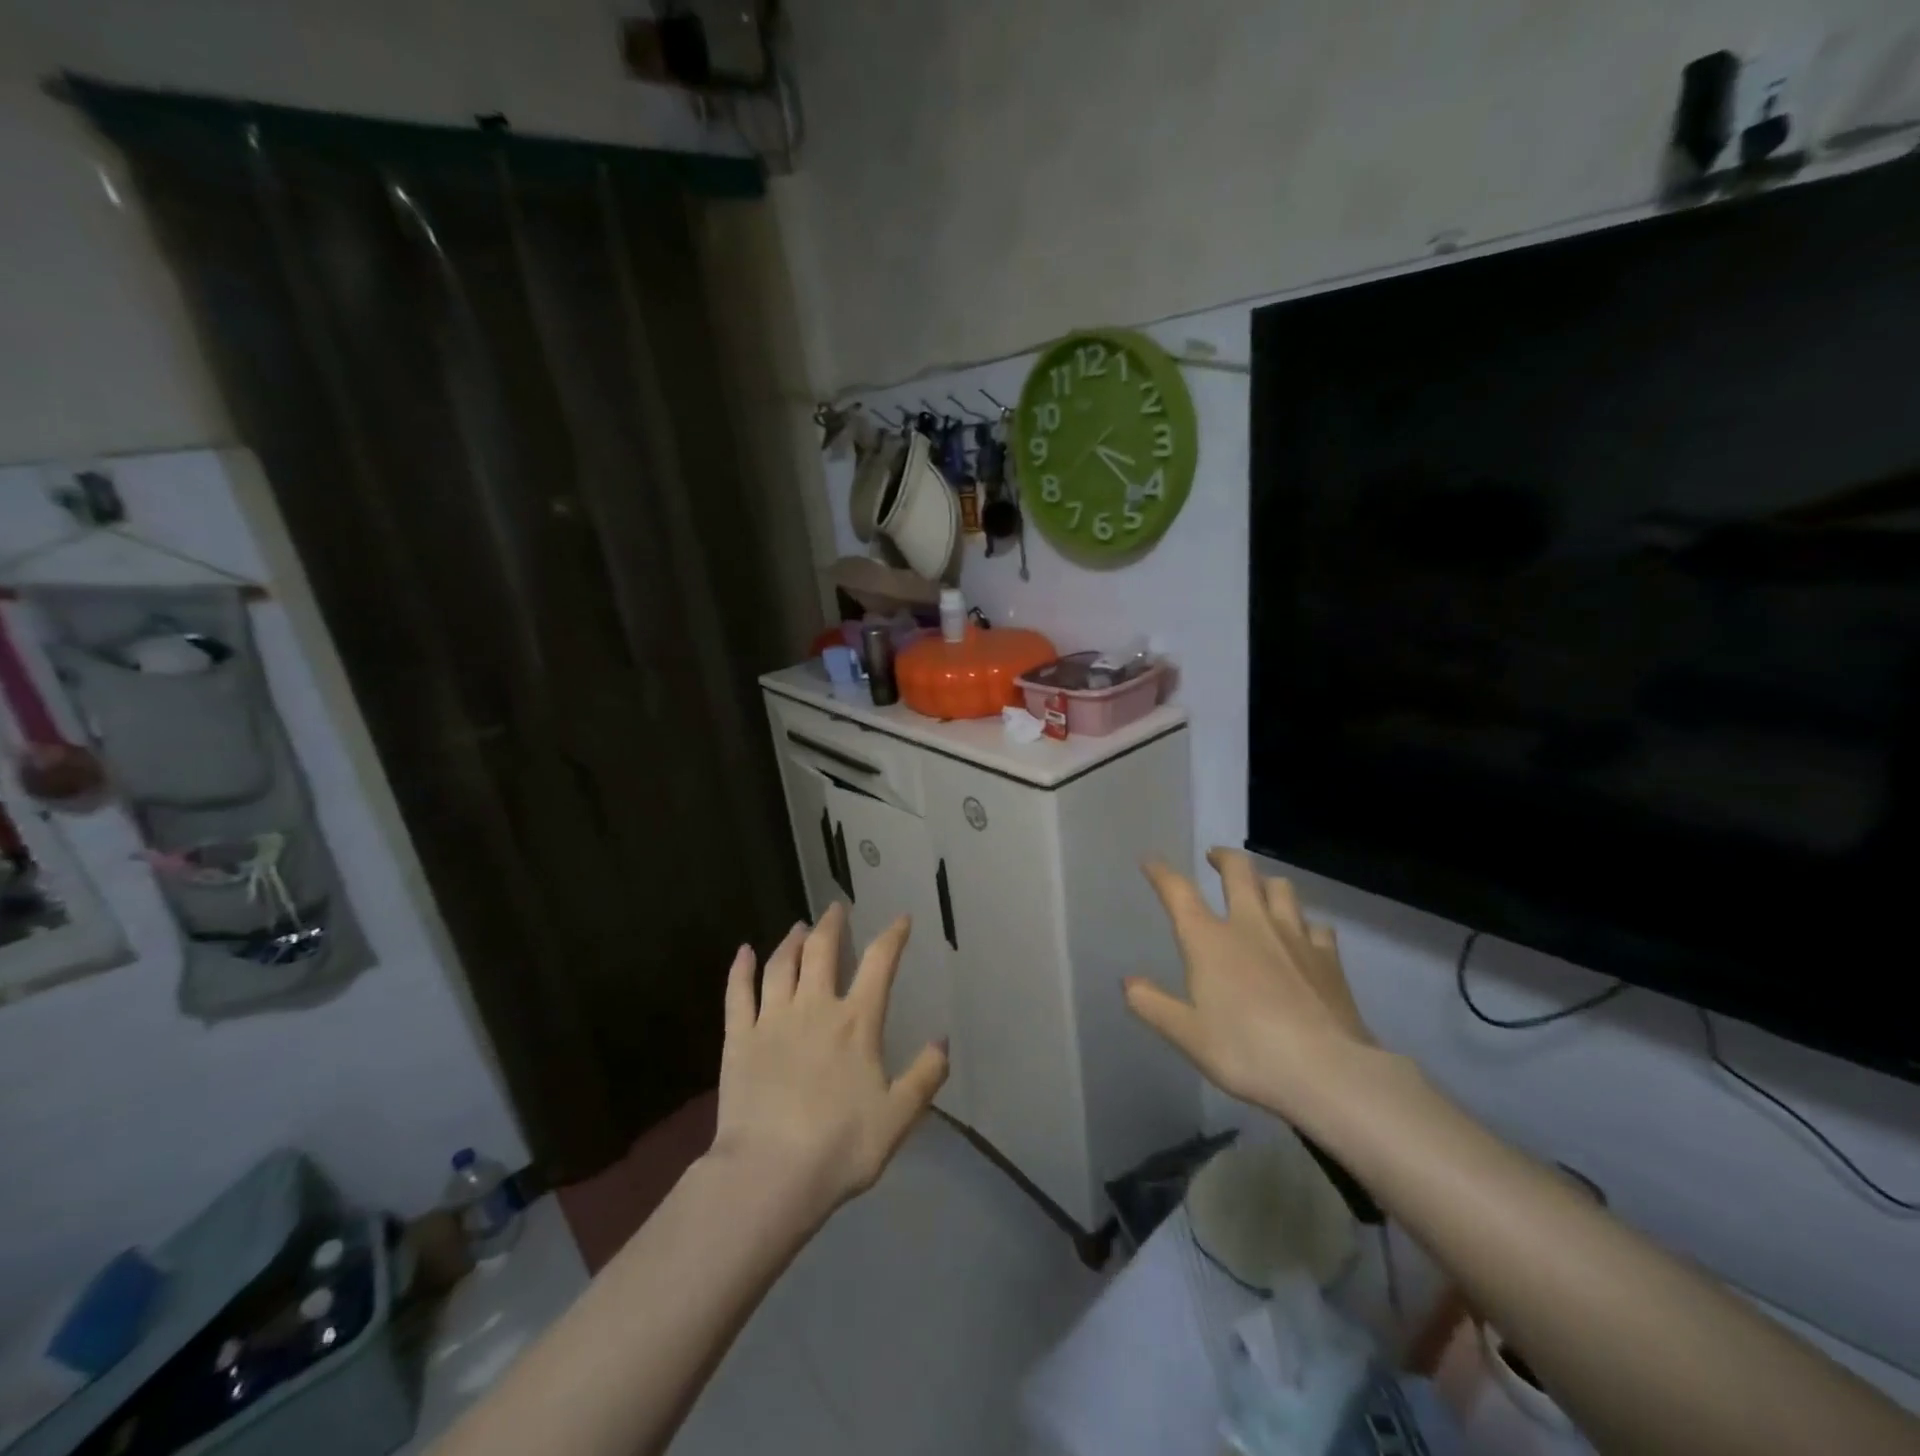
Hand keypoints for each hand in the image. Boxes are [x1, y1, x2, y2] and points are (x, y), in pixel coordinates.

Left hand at [711, 904, 948, 1222]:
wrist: (769, 1174)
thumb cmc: (840, 1146)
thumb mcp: (898, 1117)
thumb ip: (924, 1076)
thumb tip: (943, 1041)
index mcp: (856, 1022)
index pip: (880, 964)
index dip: (893, 936)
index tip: (901, 919)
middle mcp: (815, 1008)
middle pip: (823, 951)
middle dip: (832, 925)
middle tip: (836, 908)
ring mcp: (773, 1020)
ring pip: (782, 964)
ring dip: (792, 941)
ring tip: (799, 927)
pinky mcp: (739, 1039)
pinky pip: (738, 993)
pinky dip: (741, 968)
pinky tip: (744, 951)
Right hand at [1125, 849, 1381, 1121]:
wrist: (1329, 1072)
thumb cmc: (1247, 1052)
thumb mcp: (1188, 1036)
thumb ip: (1153, 1005)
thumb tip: (1128, 982)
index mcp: (1209, 940)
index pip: (1178, 892)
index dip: (1161, 873)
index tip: (1150, 860)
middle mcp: (1250, 925)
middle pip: (1238, 871)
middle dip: (1223, 857)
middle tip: (1214, 857)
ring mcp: (1294, 937)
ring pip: (1280, 888)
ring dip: (1265, 881)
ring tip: (1259, 888)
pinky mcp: (1329, 958)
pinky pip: (1316, 925)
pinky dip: (1304, 923)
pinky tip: (1304, 935)